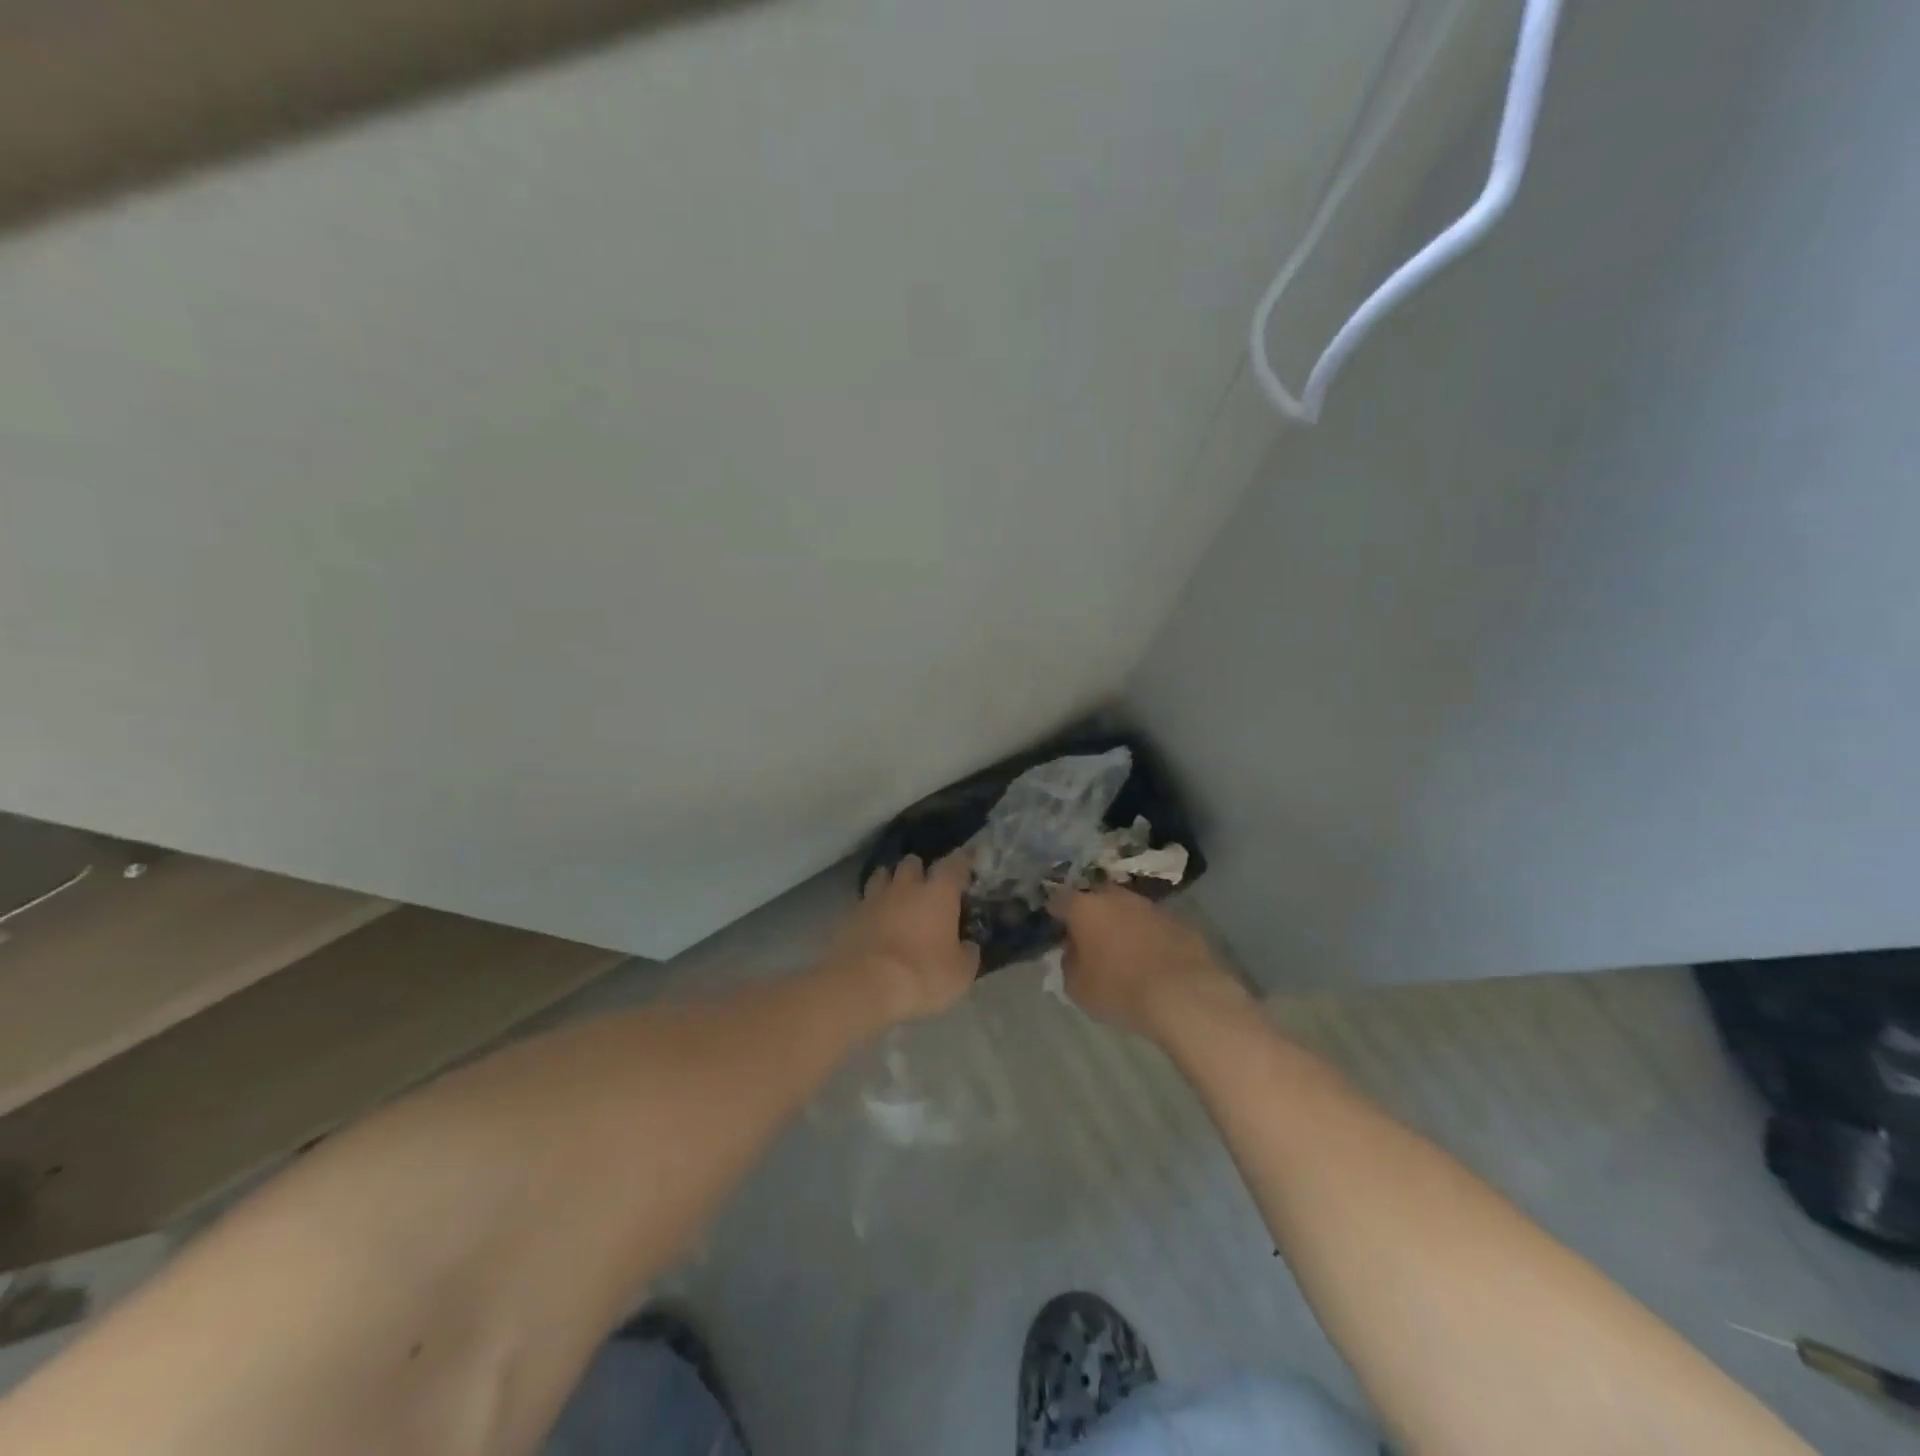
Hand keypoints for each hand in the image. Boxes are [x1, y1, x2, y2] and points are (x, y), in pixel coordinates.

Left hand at [826, 852, 980, 1026]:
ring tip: (895, 896)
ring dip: (890, 881)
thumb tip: (968, 946)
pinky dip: (869, 906)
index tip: (966, 859)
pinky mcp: (849, 915)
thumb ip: (967, 953)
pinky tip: (872, 920)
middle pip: (912, 863)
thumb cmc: (922, 975)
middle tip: (925, 885)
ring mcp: (873, 898)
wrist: (864, 986)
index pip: (954, 864)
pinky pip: (862, 901)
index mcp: (938, 893)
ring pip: (882, 875)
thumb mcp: (960, 974)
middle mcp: (906, 887)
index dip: (962, 860)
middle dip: (919, 870)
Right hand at [1051, 886, 1246, 1037]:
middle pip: (1096, 898)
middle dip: (1091, 913)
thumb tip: (1074, 951)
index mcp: (1085, 907)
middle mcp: (1116, 897)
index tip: (1055, 926)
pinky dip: (1148, 936)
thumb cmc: (1120, 989)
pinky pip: (1153, 924)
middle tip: (1090, 937)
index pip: (1059, 899)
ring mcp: (1150, 906)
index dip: (1054, 912)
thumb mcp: (1077, 987)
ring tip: (1123, 949)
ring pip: (1127, 908)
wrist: (1184, 994)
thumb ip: (1069, 962)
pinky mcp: (1178, 920)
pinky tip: (1151, 958)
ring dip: (1122, 923)